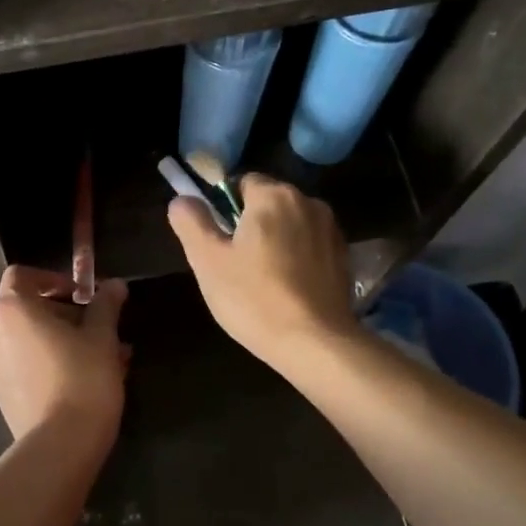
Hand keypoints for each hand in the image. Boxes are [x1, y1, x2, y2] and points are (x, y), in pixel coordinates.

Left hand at [0, 267, 128, 443]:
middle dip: (65, 313)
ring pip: (29, 339)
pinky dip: (49, 361)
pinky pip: (24, 363)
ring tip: (102, 356)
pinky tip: (85, 378)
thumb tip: (115, 285)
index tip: (82, 295)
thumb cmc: (82, 379)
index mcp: (12, 310)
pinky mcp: (0, 392)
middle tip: (100, 328)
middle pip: (27, 308)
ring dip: (61, 339)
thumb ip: (106, 305)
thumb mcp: (102, 337)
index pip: (22, 276)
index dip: (53, 279)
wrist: (60, 445)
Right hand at [167, 174, 358, 368]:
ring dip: (276, 241)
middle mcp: (308, 202)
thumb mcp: (208, 261)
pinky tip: (287, 289)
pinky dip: (297, 258)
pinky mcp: (344, 257)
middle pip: (268, 203)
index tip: (218, 241)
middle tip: (234, 265)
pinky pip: (310, 246)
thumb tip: (181, 200)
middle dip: (251, 225)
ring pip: (291, 225)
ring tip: (262, 280)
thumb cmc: (254, 298)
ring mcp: (331, 230)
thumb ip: (191, 223)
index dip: (224, 208)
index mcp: (273, 195)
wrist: (315, 342)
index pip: (241, 183)